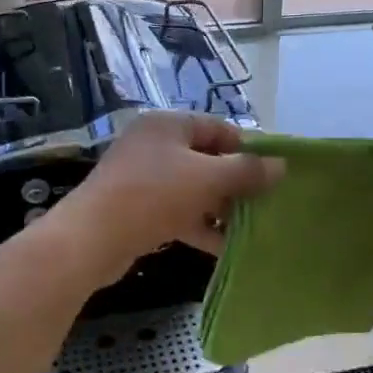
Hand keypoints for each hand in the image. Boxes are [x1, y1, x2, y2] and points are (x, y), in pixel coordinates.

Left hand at [44, 112, 281, 285]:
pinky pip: (177, 212)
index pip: (218, 128)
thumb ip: (246, 171)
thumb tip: (281, 165)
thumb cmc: (153, 195)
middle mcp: (154, 145)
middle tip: (266, 203)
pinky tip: (224, 247)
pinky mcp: (136, 209)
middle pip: (206, 159)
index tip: (273, 173)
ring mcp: (143, 178)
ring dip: (220, 207)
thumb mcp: (207, 178)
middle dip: (236, 182)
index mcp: (168, 125)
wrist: (91, 239)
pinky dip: (199, 225)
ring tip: (252, 228)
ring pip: (193, 189)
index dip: (248, 148)